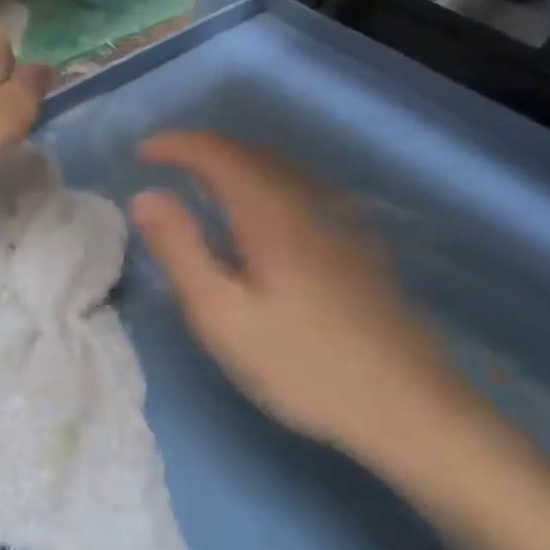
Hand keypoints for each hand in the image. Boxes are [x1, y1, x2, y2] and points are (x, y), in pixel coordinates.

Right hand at [131, 132, 484, 464]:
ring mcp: (339, 217)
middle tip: (167, 166)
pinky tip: (263, 213)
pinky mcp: (357, 239)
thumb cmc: (303, 364)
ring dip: (234, 162)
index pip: (215, 152)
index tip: (141, 152)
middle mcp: (306, 198)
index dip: (175, 144)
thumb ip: (180, 250)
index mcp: (269, 210)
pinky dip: (264, 180)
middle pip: (248, 151)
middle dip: (202, 149)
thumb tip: (145, 194)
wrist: (408, 405)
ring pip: (278, 167)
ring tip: (204, 183)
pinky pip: (299, 185)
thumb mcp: (222, 316)